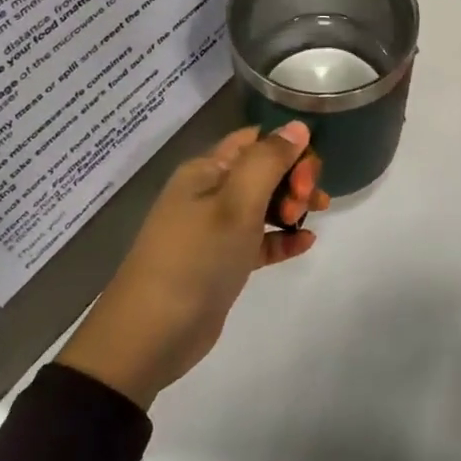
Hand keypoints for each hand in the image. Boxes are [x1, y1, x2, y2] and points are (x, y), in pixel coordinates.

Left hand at [56, 121, 326, 407]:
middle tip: (308, 203)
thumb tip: (297, 125)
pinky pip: (260, 240)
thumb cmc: (195, 259)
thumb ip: (269, 161)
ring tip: (310, 221)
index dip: (287, 147)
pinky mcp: (223, 262)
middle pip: (263, 170)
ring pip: (264, 205)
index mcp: (206, 170)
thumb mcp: (236, 203)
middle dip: (294, 178)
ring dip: (292, 207)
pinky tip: (306, 244)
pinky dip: (282, 238)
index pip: (255, 140)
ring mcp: (215, 229)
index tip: (310, 172)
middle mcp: (209, 193)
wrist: (150, 335)